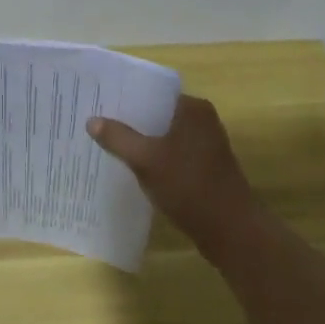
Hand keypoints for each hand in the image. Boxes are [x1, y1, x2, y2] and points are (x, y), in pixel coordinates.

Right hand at [87, 95, 260, 254]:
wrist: (232, 231)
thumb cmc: (190, 186)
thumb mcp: (147, 160)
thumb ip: (119, 138)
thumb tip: (92, 120)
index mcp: (193, 109)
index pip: (154, 92)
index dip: (126, 97)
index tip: (100, 103)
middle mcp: (202, 121)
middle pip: (158, 115)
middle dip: (130, 121)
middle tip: (97, 124)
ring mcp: (206, 146)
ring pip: (164, 137)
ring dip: (141, 142)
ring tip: (108, 145)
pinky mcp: (205, 169)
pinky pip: (172, 155)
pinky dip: (154, 159)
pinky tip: (132, 169)